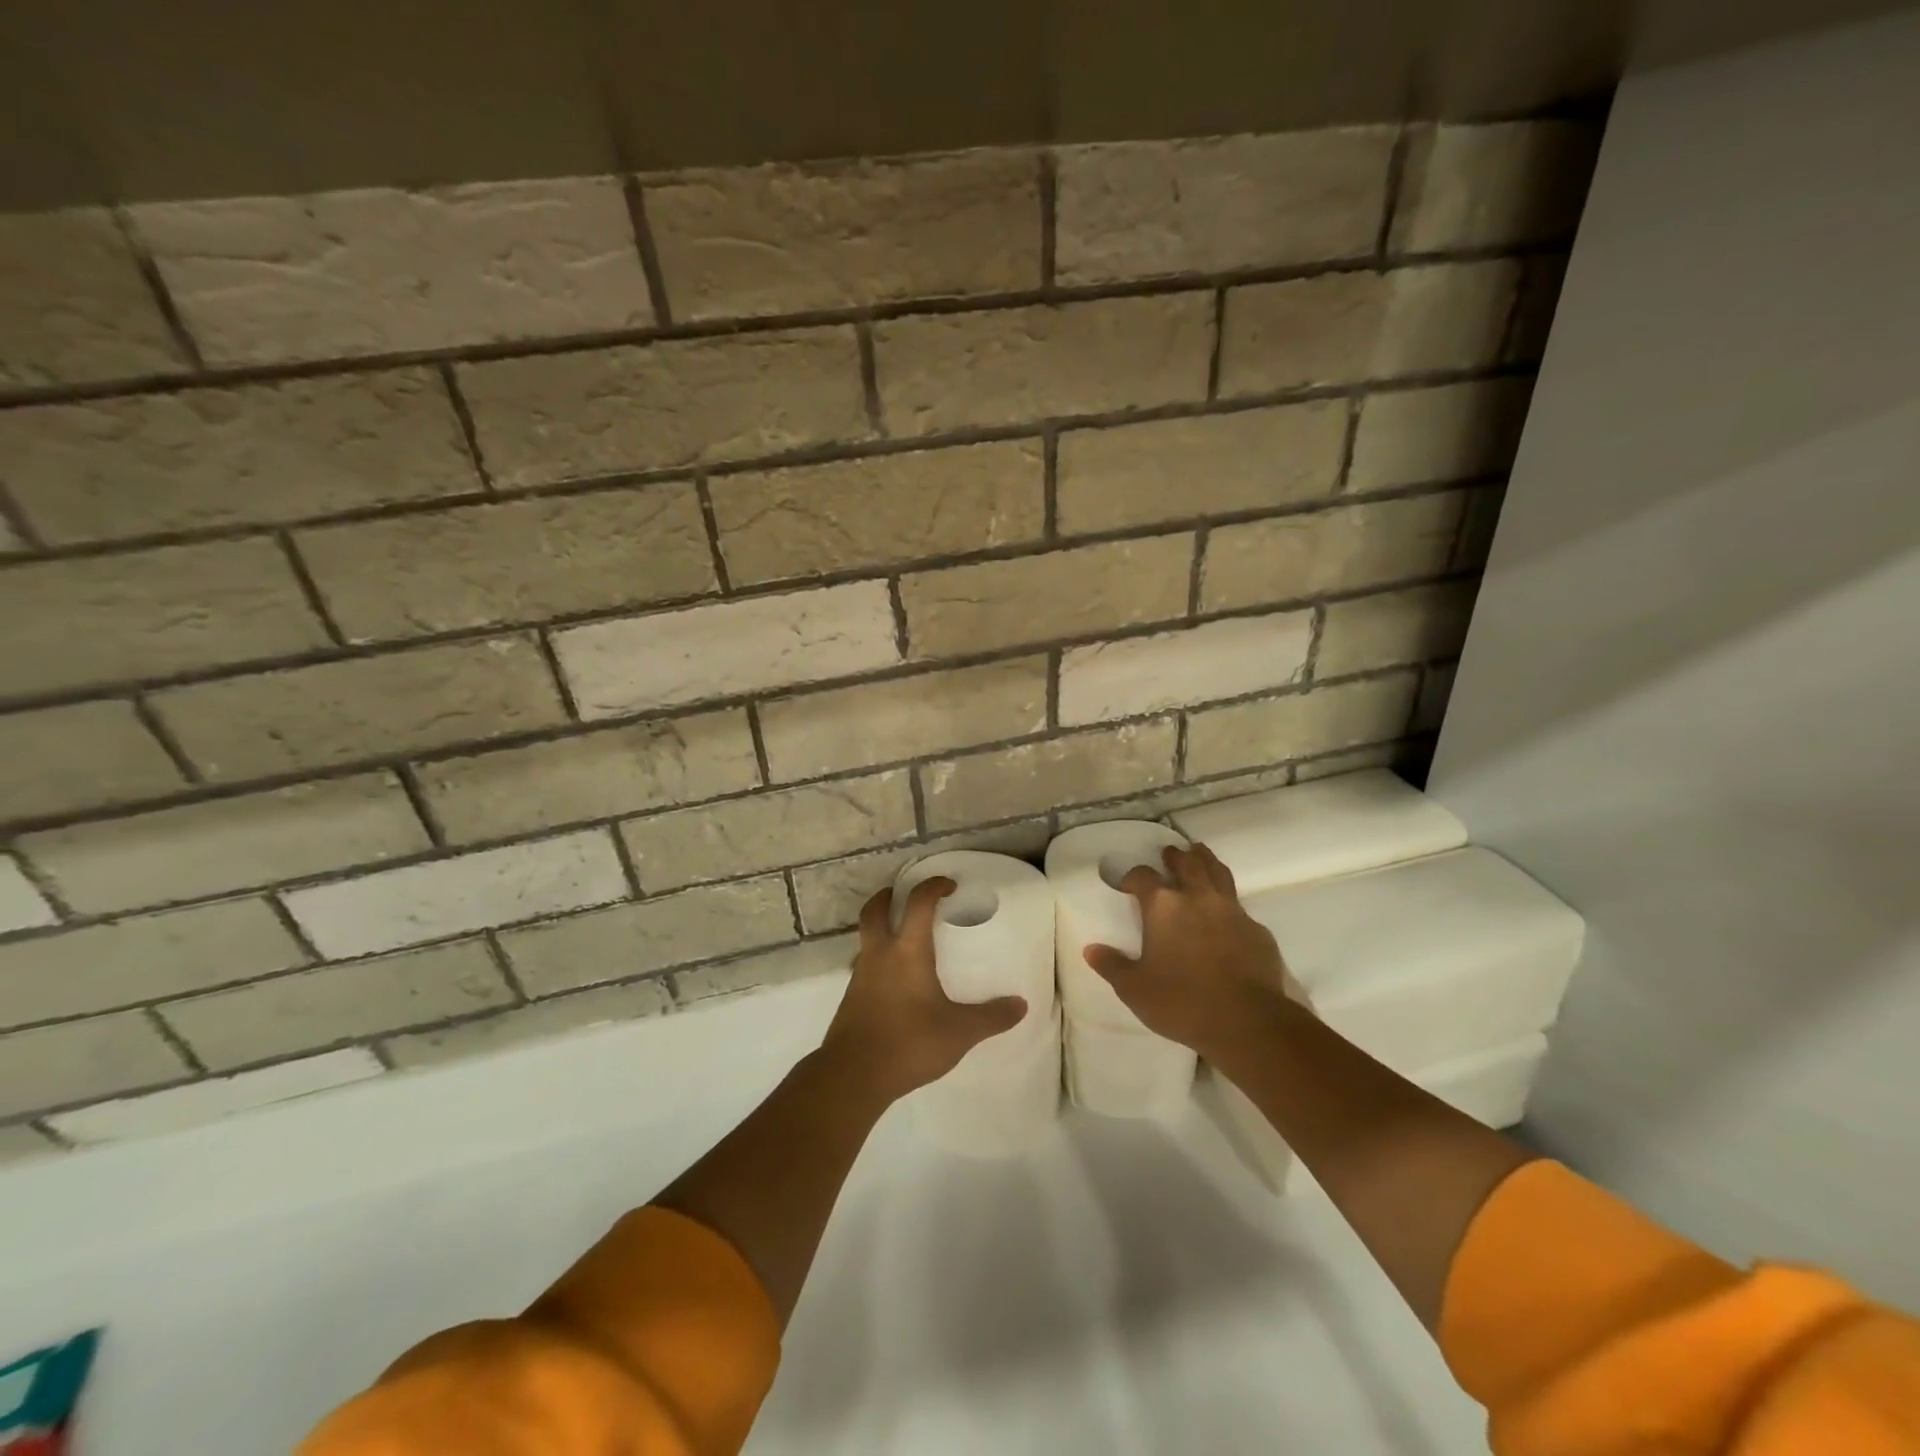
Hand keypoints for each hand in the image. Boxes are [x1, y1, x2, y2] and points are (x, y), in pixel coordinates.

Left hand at [819, 878, 1027, 1102]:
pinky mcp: (851, 998)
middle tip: (902, 895)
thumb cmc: (909, 1042)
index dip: (933, 886)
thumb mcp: (960, 1032)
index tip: (948, 885)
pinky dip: (876, 959)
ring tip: (900, 939)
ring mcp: (860, 976)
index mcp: (907, 951)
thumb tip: (1020, 1005)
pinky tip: (892, 981)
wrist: (853, 1075)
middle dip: (887, 896)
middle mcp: (880, 955)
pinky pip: (864, 965)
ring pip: (865, 938)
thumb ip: (991, 1017)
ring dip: (879, 929)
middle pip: (874, 910)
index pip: (918, 903)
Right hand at [1084, 842, 1294, 1060]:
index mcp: (1163, 906)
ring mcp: (1232, 911)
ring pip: (1218, 873)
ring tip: (1200, 855)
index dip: (1132, 876)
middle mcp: (1198, 898)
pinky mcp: (1257, 931)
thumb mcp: (1134, 989)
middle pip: (1187, 863)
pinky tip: (1227, 914)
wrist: (1247, 1022)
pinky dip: (1229, 903)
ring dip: (1206, 861)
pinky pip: (1240, 907)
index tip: (1126, 883)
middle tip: (1169, 853)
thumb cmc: (1181, 1002)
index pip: (1143, 876)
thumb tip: (1091, 949)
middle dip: (1175, 856)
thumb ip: (1112, 965)